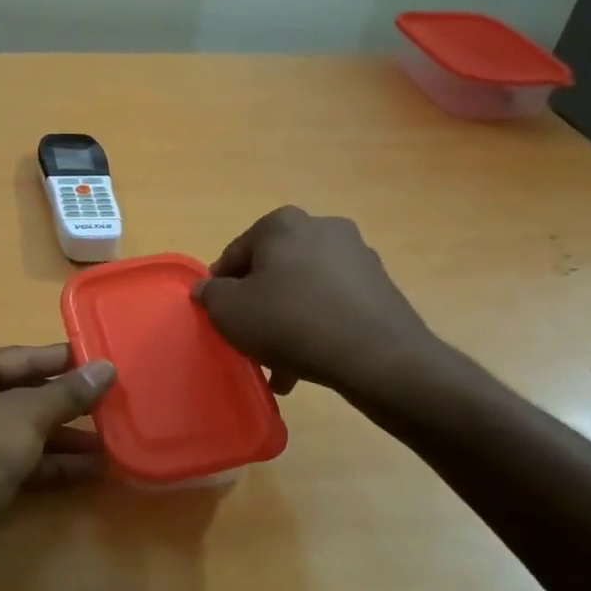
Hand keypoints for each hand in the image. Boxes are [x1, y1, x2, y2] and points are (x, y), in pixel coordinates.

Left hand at [0, 345, 115, 590]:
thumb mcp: (24, 419)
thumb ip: (67, 393)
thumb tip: (106, 367)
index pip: (20, 357)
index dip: (64, 361)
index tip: (104, 362)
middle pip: (19, 394)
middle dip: (66, 405)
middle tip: (114, 404)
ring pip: (17, 431)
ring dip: (62, 438)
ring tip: (111, 443)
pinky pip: (11, 461)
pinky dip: (46, 464)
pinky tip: (89, 471)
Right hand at [192, 206, 452, 412]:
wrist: (378, 357)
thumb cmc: (290, 322)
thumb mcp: (229, 311)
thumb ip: (210, 295)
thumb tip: (208, 289)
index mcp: (282, 224)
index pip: (235, 253)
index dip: (220, 287)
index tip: (217, 317)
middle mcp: (322, 228)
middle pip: (273, 270)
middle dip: (258, 305)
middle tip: (248, 340)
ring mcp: (357, 255)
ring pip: (304, 289)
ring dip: (286, 321)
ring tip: (277, 365)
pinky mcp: (381, 286)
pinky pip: (333, 304)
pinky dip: (317, 327)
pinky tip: (308, 362)